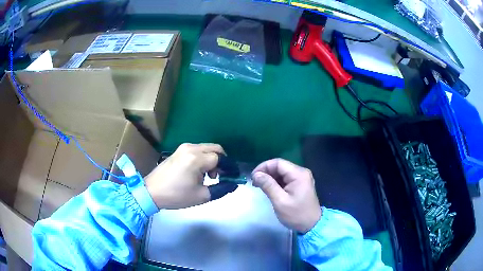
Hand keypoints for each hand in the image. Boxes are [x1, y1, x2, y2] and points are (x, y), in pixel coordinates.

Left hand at [145, 143, 236, 208]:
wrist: (151, 191)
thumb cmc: (176, 195)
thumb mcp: (201, 196)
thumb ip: (221, 189)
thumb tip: (232, 184)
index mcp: (196, 158)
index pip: (220, 158)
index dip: (228, 168)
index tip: (231, 177)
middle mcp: (191, 148)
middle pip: (215, 149)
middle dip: (222, 161)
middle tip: (220, 176)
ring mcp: (183, 148)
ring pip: (206, 148)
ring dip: (212, 159)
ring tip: (208, 176)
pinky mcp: (178, 151)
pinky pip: (197, 150)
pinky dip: (203, 158)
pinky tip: (198, 172)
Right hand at [252, 159, 320, 232]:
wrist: (312, 225)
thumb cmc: (296, 214)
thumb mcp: (280, 201)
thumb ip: (268, 185)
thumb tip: (256, 174)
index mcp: (299, 174)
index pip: (278, 163)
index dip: (264, 167)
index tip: (253, 177)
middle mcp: (302, 172)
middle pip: (280, 166)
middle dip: (266, 172)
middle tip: (255, 183)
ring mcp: (302, 178)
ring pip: (282, 172)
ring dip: (270, 177)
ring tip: (260, 186)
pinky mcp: (301, 184)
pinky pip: (286, 178)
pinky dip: (277, 182)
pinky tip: (269, 188)